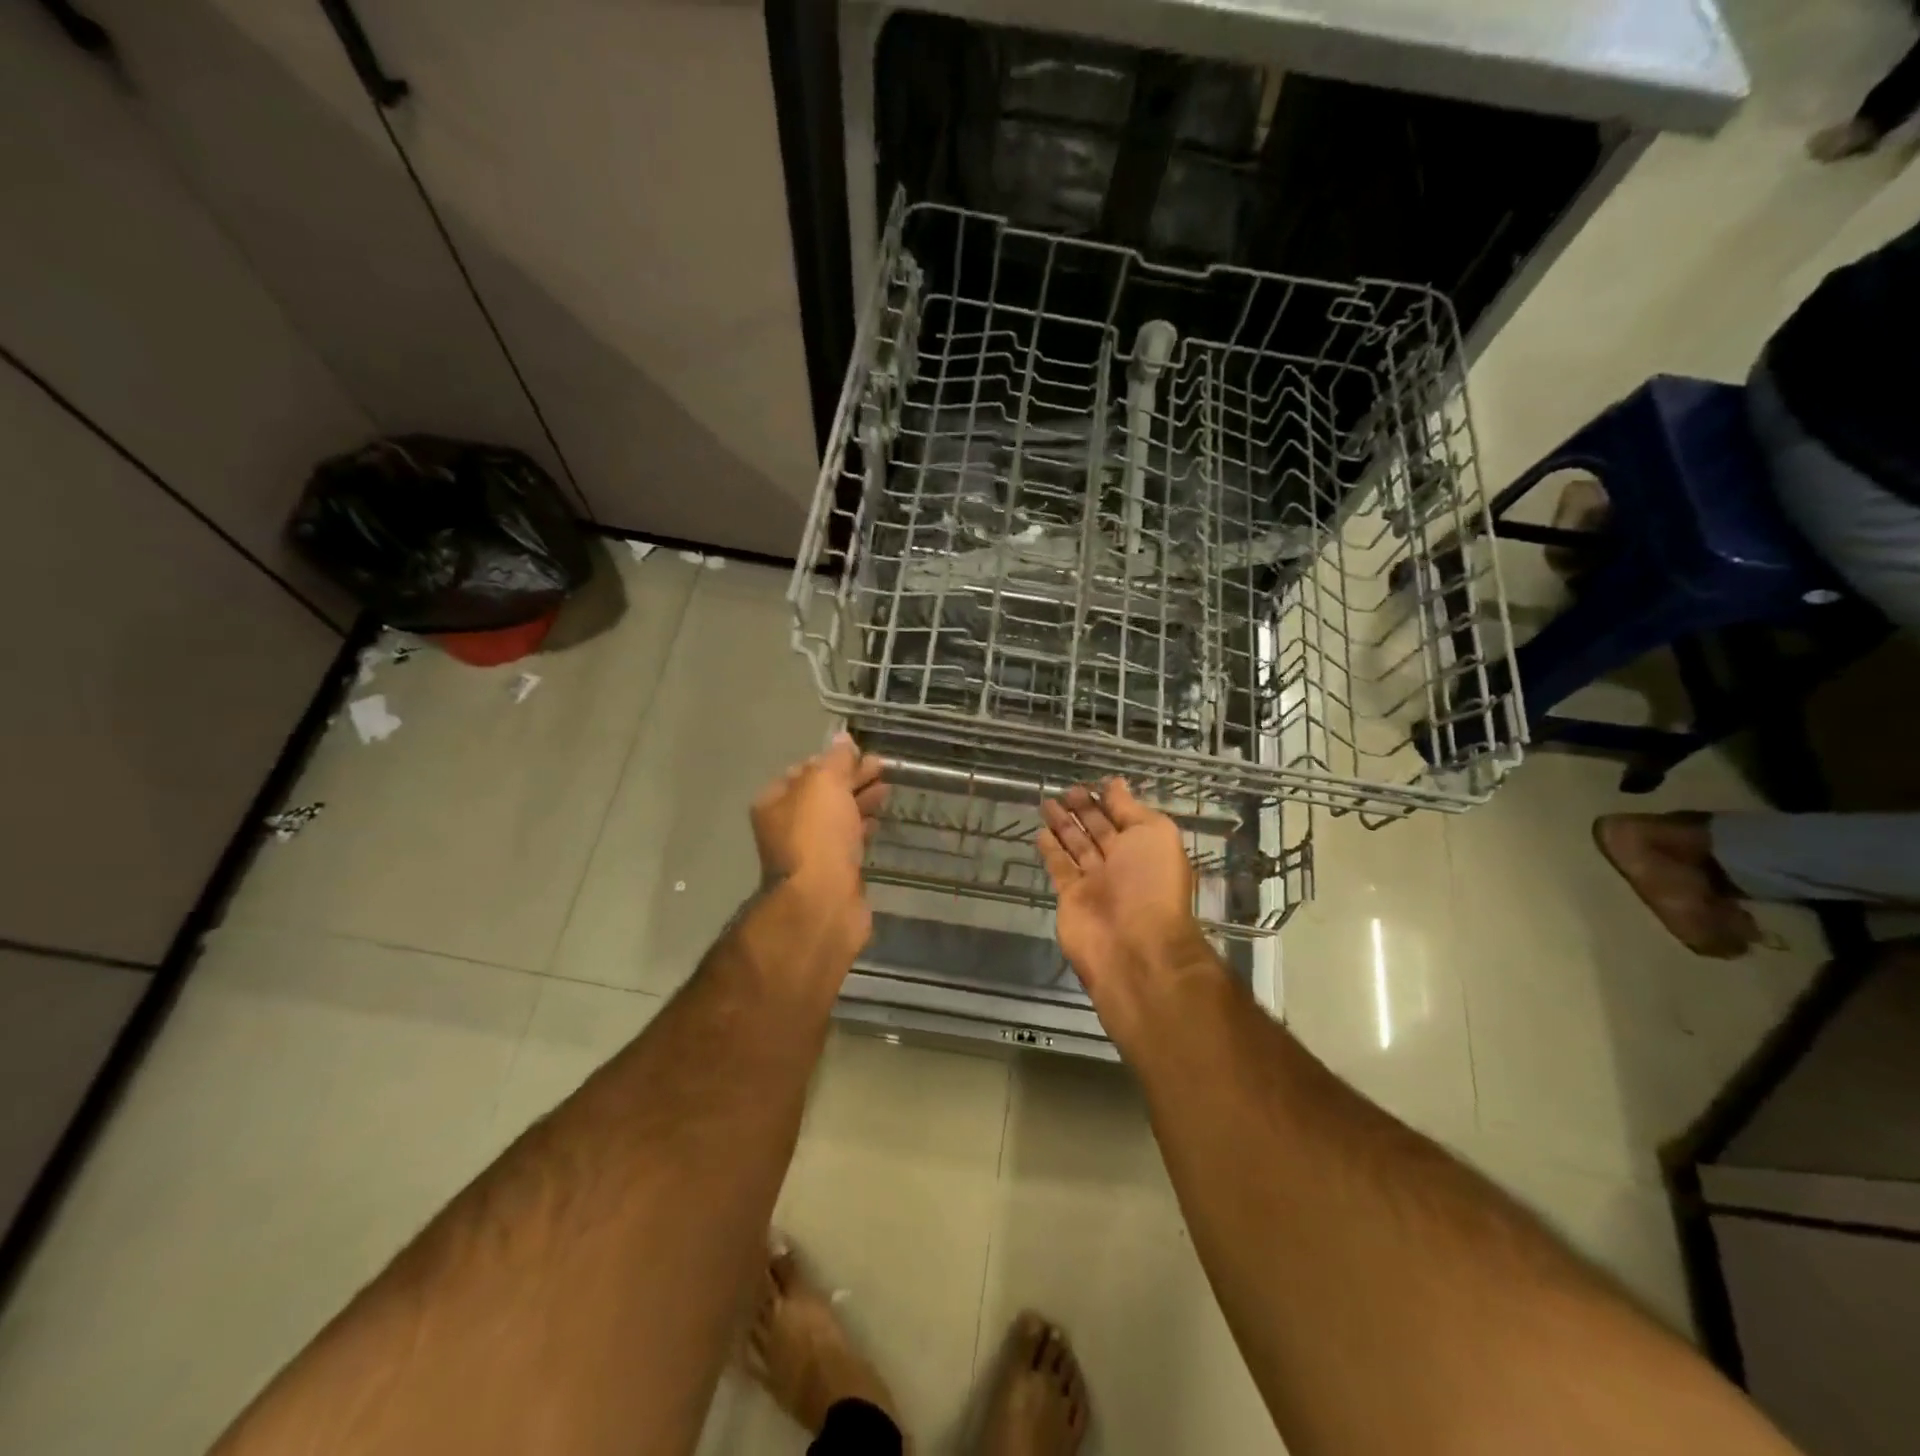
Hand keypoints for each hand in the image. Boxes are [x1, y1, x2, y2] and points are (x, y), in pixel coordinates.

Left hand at [751, 734, 887, 938]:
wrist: (823, 902)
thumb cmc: (817, 835)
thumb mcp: (824, 784)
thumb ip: (835, 760)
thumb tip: (842, 739)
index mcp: (775, 802)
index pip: (803, 770)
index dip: (832, 759)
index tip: (860, 753)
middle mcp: (787, 826)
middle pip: (822, 794)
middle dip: (851, 779)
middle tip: (882, 768)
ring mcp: (811, 852)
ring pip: (837, 818)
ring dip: (861, 801)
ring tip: (887, 790)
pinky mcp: (834, 873)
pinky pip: (849, 842)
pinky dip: (863, 828)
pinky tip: (879, 821)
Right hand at [1039, 780, 1211, 1029]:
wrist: (1134, 947)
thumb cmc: (1151, 884)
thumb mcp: (1153, 834)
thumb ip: (1130, 809)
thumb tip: (1116, 783)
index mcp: (1146, 847)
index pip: (1125, 817)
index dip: (1110, 800)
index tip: (1094, 782)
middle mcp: (1121, 863)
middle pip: (1098, 830)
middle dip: (1084, 809)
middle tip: (1066, 790)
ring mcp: (1095, 881)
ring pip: (1076, 845)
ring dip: (1063, 825)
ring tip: (1048, 802)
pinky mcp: (1070, 896)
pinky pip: (1059, 867)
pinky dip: (1050, 850)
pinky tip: (1040, 832)